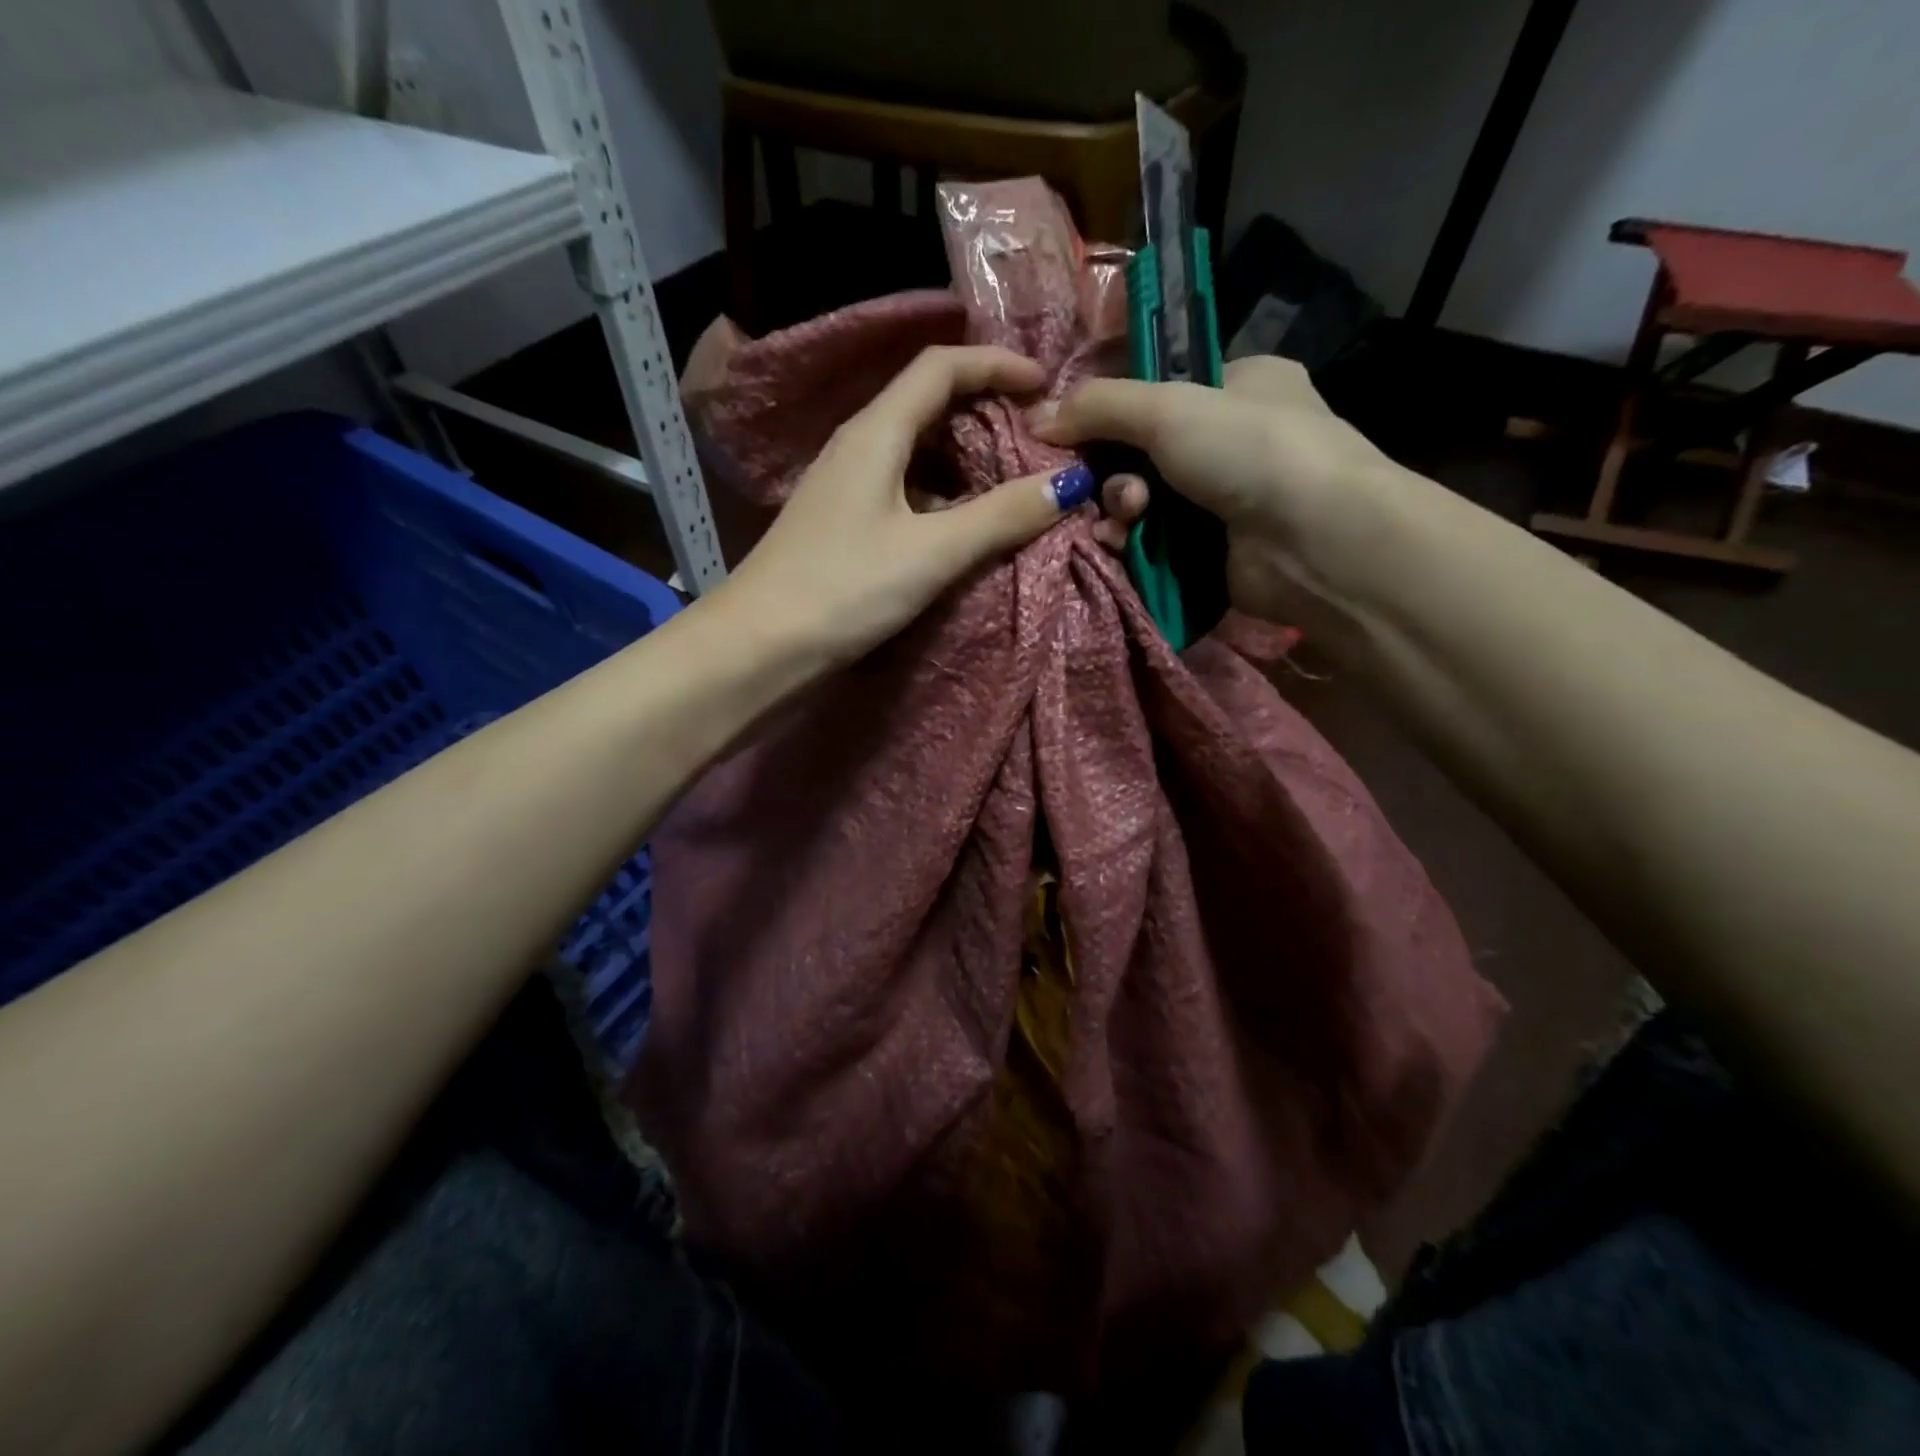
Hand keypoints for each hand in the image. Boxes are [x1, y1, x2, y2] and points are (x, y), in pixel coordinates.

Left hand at [712, 346, 1092, 667]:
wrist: (759, 647)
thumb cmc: (843, 589)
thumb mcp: (931, 552)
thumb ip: (999, 517)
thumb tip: (1068, 483)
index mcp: (875, 433)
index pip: (940, 367)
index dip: (996, 365)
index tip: (1045, 387)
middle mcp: (858, 447)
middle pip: (928, 404)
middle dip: (985, 410)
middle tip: (1036, 437)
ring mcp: (846, 487)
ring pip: (916, 451)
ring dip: (965, 457)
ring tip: (1012, 481)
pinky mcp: (843, 524)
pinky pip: (903, 489)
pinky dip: (942, 495)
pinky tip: (964, 525)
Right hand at [1030, 356, 1419, 625]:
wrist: (1314, 541)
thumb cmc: (1249, 450)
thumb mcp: (1167, 408)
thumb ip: (1099, 406)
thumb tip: (1035, 416)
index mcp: (1239, 384)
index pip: (1158, 392)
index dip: (1112, 412)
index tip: (1074, 432)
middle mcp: (1234, 439)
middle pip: (1143, 452)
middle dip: (1114, 472)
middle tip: (1102, 486)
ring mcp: (1226, 499)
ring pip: (1144, 500)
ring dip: (1120, 509)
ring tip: (1125, 519)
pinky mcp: (1215, 551)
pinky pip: (1155, 541)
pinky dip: (1134, 542)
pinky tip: (1123, 546)